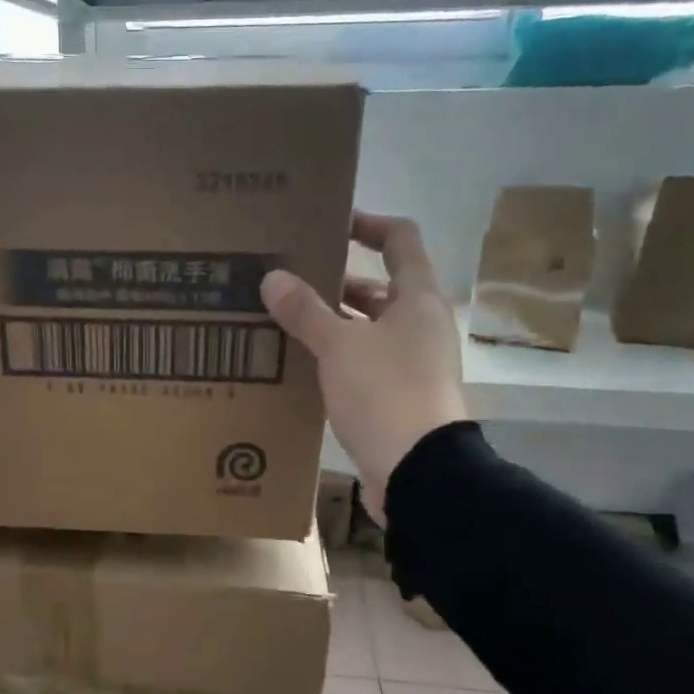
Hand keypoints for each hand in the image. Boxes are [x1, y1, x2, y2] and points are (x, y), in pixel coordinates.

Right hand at [261, 211, 467, 521]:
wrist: (418, 470)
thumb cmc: (384, 393)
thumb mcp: (338, 347)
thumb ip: (306, 311)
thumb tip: (273, 277)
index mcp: (417, 299)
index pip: (400, 240)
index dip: (368, 224)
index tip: (329, 222)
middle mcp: (420, 325)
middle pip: (380, 287)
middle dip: (337, 281)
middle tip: (290, 278)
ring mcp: (413, 363)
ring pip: (369, 328)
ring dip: (333, 322)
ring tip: (285, 319)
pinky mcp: (399, 396)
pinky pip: (364, 363)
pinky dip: (337, 356)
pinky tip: (301, 363)